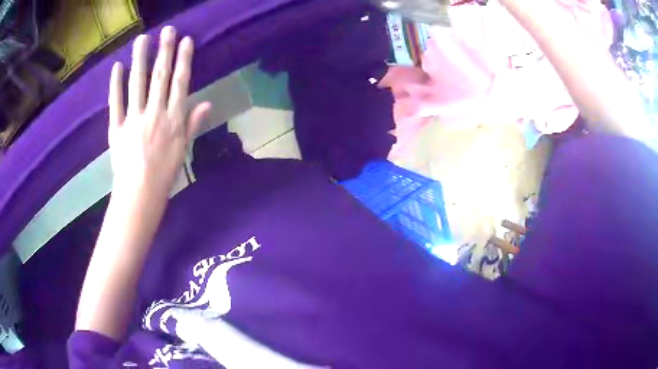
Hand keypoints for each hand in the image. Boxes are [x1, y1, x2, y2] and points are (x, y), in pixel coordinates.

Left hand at [108, 26, 210, 196]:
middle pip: (160, 77)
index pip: (180, 83)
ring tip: (142, 39)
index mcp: (174, 120)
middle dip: (164, 51)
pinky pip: (116, 103)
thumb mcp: (183, 149)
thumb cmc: (165, 175)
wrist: (140, 195)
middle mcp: (155, 113)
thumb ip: (193, 123)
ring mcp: (134, 119)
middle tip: (167, 30)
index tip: (186, 41)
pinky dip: (115, 84)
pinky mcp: (117, 128)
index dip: (184, 60)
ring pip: (137, 83)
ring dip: (140, 59)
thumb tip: (209, 103)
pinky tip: (117, 67)